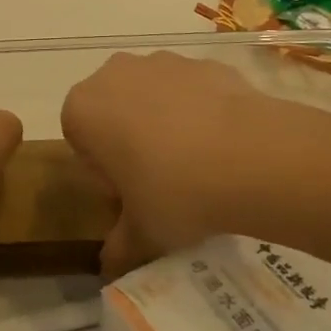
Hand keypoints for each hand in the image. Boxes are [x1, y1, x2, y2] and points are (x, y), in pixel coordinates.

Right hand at [61, 52, 330, 274]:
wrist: (251, 156)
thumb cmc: (174, 192)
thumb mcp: (141, 233)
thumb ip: (118, 247)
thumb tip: (109, 268)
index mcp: (83, 109)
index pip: (79, 140)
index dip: (103, 171)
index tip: (129, 195)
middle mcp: (114, 74)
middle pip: (113, 110)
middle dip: (129, 139)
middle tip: (159, 181)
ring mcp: (161, 62)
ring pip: (152, 95)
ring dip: (164, 122)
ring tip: (198, 165)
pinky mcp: (204, 62)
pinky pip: (192, 90)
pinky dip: (201, 111)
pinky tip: (224, 146)